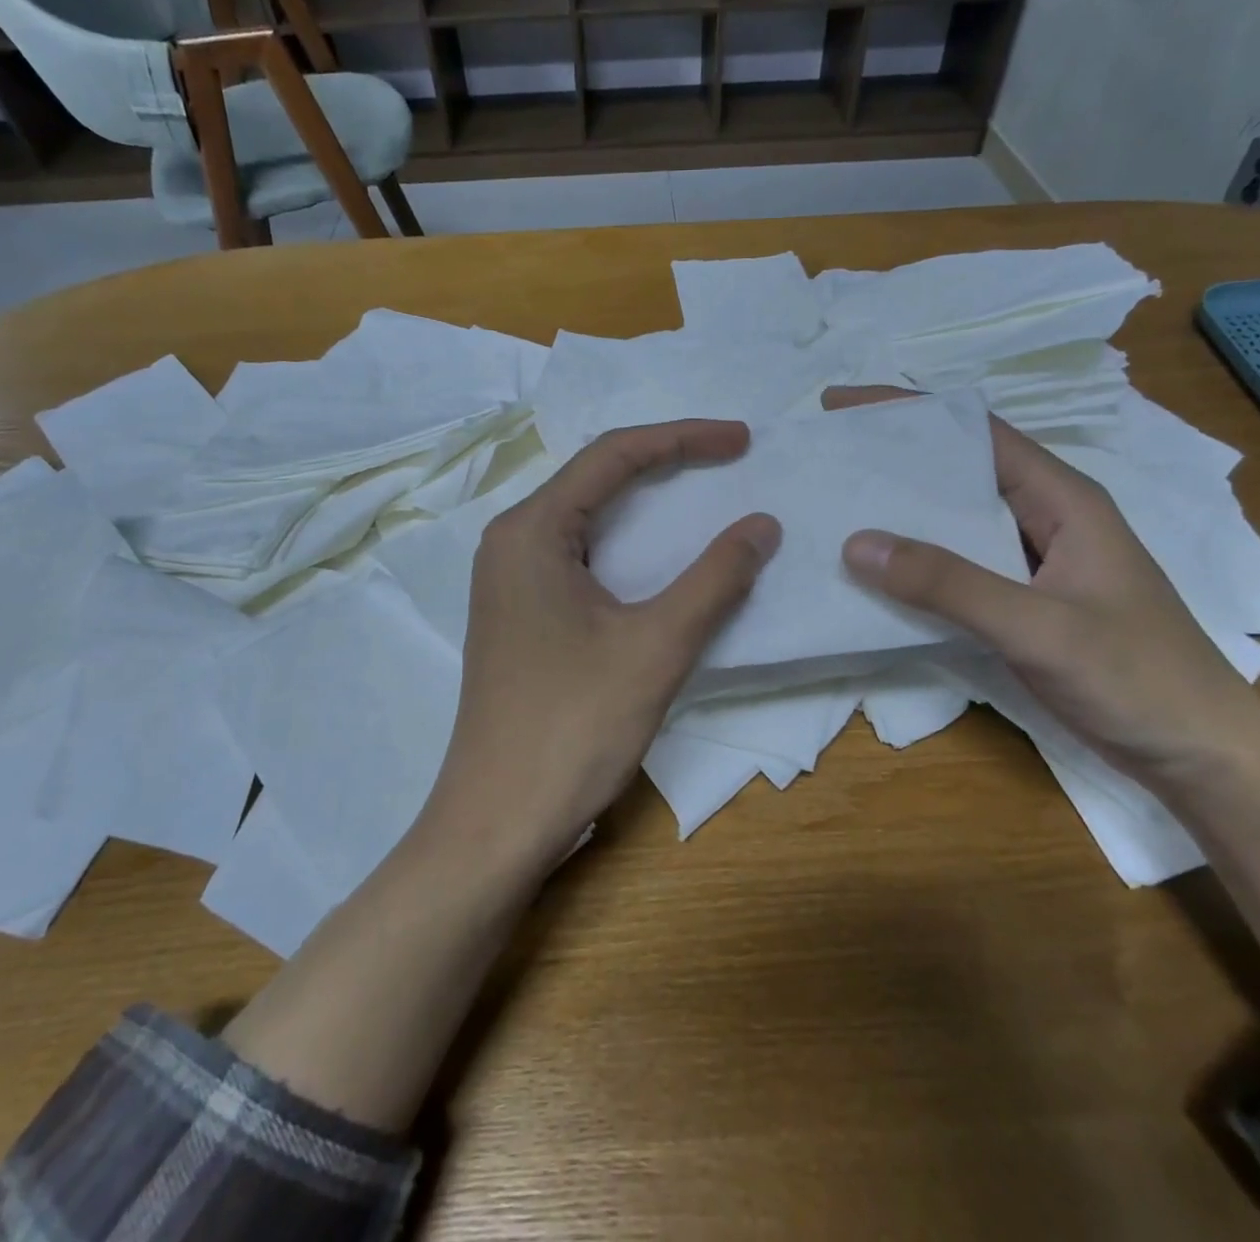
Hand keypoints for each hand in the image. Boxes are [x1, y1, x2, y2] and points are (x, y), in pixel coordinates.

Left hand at [418, 420, 780, 877]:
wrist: (498, 821)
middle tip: (729, 460)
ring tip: (704, 496)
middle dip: (665, 462)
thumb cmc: (573, 728)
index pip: (613, 454)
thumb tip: (761, 525)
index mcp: (530, 530)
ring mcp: (509, 580)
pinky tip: (661, 560)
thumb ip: (714, 579)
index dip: (682, 438)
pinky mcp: (519, 615)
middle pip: (595, 478)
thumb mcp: (656, 647)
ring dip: (646, 504)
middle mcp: (511, 541)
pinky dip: (628, 546)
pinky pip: (579, 557)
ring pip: (586, 518)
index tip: (741, 440)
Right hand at [826, 387, 1259, 784]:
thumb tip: (856, 543)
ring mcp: (1036, 562)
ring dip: (902, 513)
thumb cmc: (1137, 679)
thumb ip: (949, 584)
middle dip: (894, 459)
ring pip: (957, 521)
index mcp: (1063, 499)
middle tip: (828, 457)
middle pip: (961, 470)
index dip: (908, 411)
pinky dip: (916, 563)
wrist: (1203, 757)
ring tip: (837, 509)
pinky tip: (876, 574)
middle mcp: (1047, 518)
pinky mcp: (1025, 602)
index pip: (976, 432)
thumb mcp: (1039, 627)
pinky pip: (959, 566)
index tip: (841, 406)